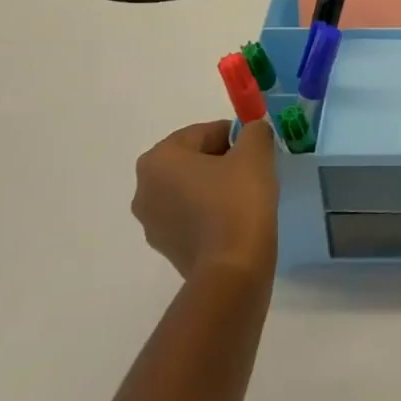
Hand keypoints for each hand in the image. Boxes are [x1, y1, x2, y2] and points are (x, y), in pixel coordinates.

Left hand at [133, 119, 277, 278]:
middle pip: (192, 160)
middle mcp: (144, 188)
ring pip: (189, 189)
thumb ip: (254, 131)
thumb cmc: (238, 200)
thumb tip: (252, 132)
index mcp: (158, 159)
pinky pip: (189, 215)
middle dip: (222, 160)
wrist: (232, 268)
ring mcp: (151, 222)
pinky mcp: (165, 248)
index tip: (256, 148)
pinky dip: (209, 211)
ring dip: (214, 186)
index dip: (234, 136)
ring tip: (246, 196)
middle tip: (253, 168)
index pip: (203, 133)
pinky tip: (235, 219)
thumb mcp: (255, 152)